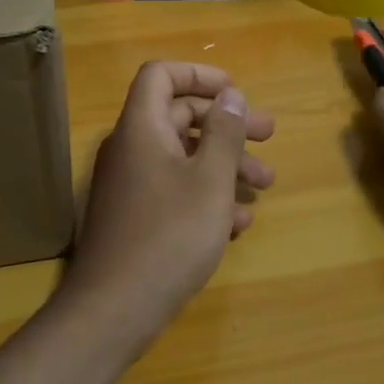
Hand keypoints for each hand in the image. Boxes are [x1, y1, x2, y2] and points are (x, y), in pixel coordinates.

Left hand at [62, 62, 275, 340]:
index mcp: (141, 128)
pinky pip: (173, 192)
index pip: (161, 76)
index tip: (237, 92)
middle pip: (180, 118)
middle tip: (268, 137)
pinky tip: (237, 223)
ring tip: (265, 186)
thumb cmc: (169, 235)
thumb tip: (230, 95)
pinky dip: (206, 197)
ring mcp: (130, 185)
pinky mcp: (135, 218)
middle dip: (227, 126)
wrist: (115, 307)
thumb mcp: (209, 181)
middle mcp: (131, 149)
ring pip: (183, 159)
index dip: (199, 75)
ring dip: (224, 165)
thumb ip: (224, 133)